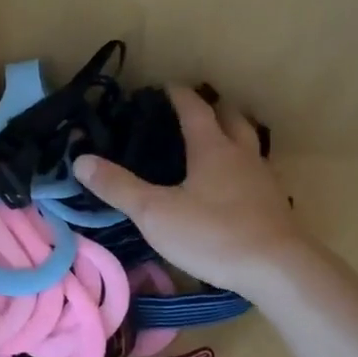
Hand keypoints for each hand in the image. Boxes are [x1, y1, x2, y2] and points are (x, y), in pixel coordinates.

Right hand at [73, 86, 305, 297]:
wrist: (277, 270)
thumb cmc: (213, 234)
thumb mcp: (156, 213)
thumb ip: (119, 187)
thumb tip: (80, 160)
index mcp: (212, 148)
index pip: (194, 109)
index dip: (178, 95)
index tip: (165, 86)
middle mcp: (242, 155)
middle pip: (232, 118)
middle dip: (214, 108)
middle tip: (195, 109)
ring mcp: (263, 180)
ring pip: (250, 144)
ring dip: (234, 135)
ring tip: (218, 142)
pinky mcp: (275, 206)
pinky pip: (258, 173)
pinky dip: (244, 168)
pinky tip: (236, 186)